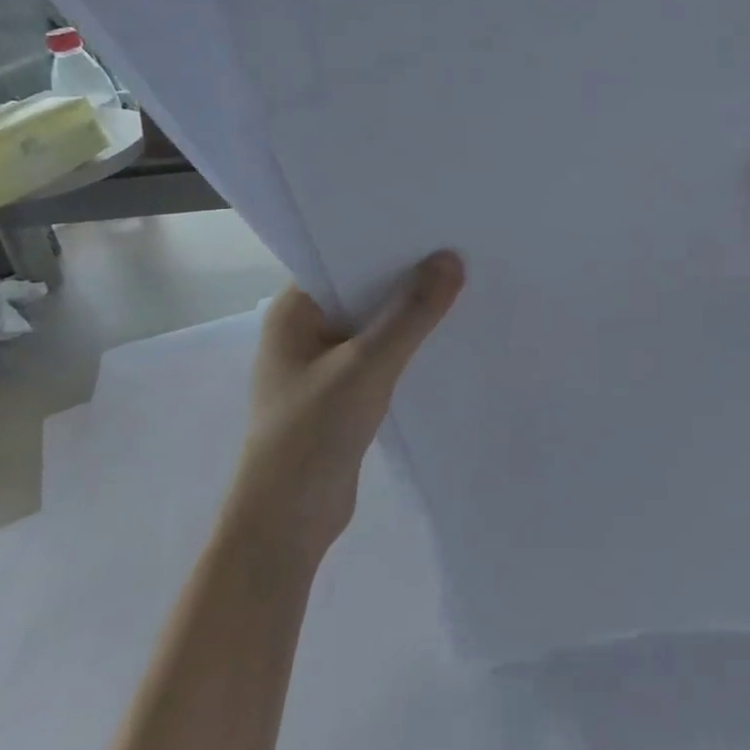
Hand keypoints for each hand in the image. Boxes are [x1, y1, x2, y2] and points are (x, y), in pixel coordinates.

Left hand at [228, 252, 464, 568]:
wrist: (286, 525)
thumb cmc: (312, 435)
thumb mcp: (366, 367)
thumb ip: (410, 314)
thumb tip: (451, 259)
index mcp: (293, 311)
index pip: (343, 258)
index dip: (387, 242)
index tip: (435, 225)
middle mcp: (305, 329)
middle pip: (363, 290)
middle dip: (407, 277)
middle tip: (461, 252)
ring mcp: (322, 363)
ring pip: (374, 325)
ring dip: (410, 315)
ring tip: (463, 287)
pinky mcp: (341, 393)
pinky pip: (380, 356)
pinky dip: (407, 348)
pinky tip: (446, 338)